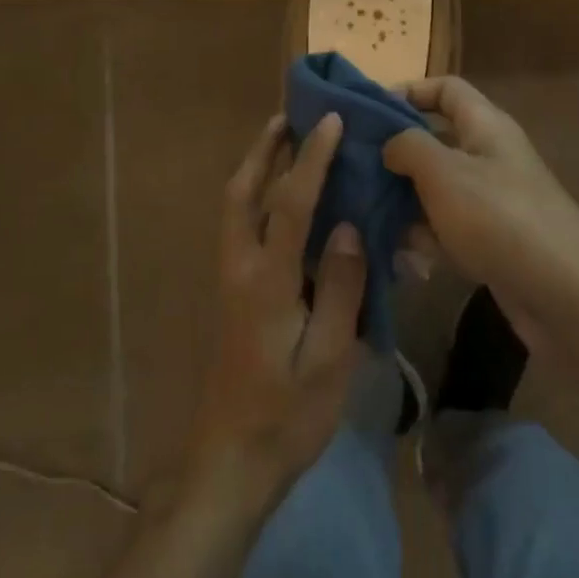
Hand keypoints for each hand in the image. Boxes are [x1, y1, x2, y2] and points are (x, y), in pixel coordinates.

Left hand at [185, 112, 366, 515]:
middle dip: (264, 150)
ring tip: (284, 141)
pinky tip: (285, 201)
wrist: (231, 461)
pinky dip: (258, 197)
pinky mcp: (234, 295)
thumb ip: (339, 288)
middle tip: (288, 116)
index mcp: (265, 281)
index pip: (290, 203)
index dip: (312, 158)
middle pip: (243, 193)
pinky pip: (242, 228)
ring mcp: (231, 281)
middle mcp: (240, 269)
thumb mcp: (327, 358)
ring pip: (236, 208)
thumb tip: (347, 226)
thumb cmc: (286, 415)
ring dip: (256, 168)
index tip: (331, 121)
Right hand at [383, 77, 578, 347]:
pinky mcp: (492, 240)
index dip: (408, 91)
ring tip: (366, 220)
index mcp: (486, 126)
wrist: (566, 296)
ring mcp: (493, 200)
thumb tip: (390, 144)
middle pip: (435, 140)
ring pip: (436, 188)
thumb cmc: (499, 219)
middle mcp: (490, 155)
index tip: (368, 113)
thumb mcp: (444, 173)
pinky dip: (426, 237)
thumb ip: (408, 147)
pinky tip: (402, 257)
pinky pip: (448, 227)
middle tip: (353, 171)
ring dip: (404, 202)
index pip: (446, 88)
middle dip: (395, 155)